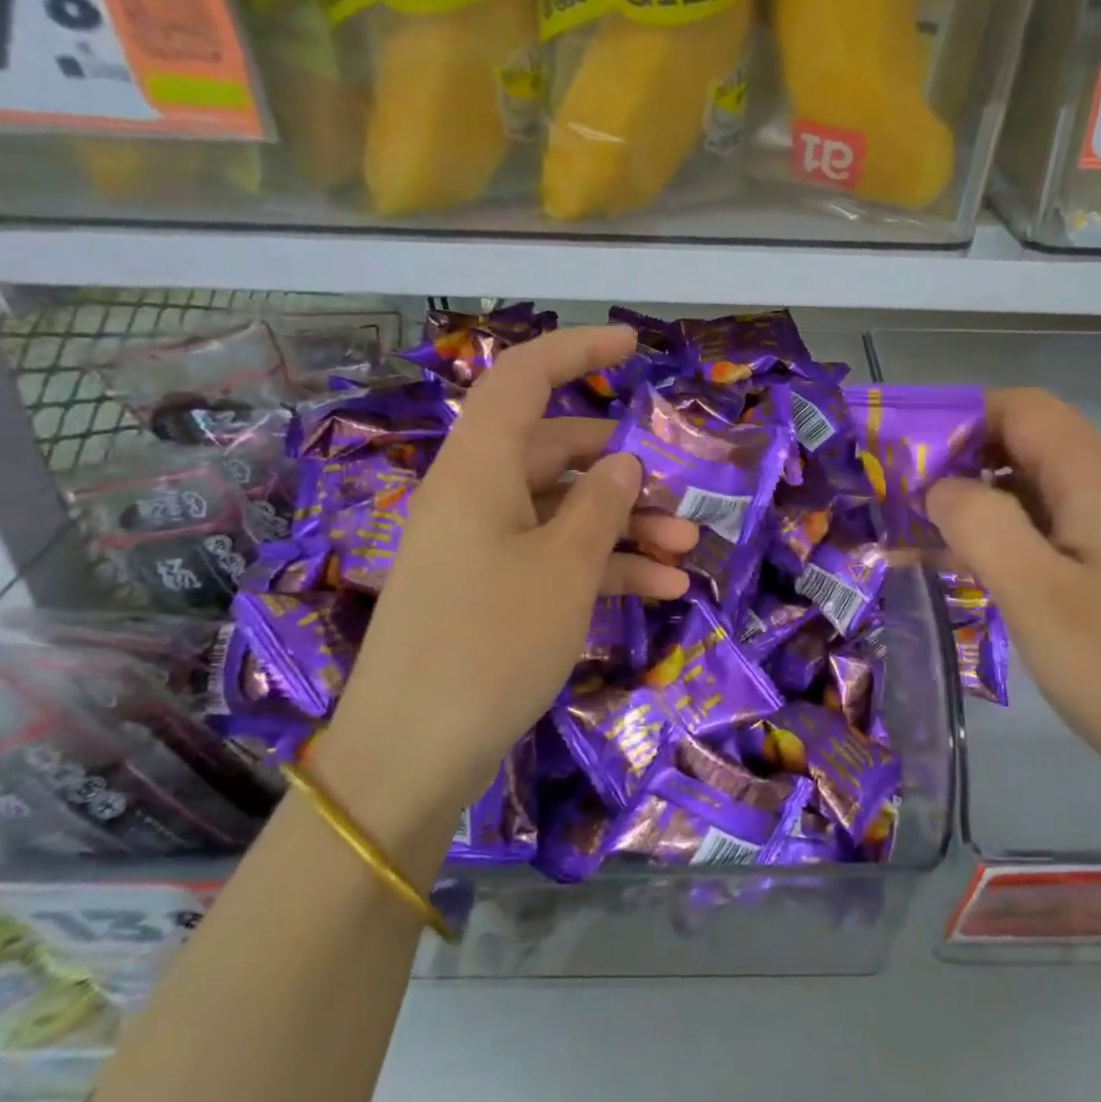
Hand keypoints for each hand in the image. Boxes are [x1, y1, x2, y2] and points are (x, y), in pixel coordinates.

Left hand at [311, 326, 694, 877]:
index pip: (525, 379)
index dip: (578, 350)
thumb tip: (624, 462)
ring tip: (688, 551)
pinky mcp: (491, 589)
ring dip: (627, 525)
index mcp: (480, 468)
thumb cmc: (491, 643)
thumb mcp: (565, 568)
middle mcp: (477, 494)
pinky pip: (555, 557)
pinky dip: (606, 567)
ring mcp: (483, 544)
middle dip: (627, 472)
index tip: (634, 346)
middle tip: (684, 497)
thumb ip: (602, 504)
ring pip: (565, 510)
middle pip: (559, 453)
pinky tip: (663, 590)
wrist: (412, 755)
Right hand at [928, 389, 1100, 826]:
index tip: (908, 465)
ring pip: (1039, 485)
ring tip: (928, 542)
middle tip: (906, 508)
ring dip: (982, 503)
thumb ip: (979, 523)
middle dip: (961, 463)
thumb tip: (940, 487)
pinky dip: (1011, 534)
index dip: (958, 421)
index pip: (1020, 407)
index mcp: (1100, 477)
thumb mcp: (1035, 594)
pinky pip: (1057, 525)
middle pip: (1028, 441)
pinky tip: (979, 572)